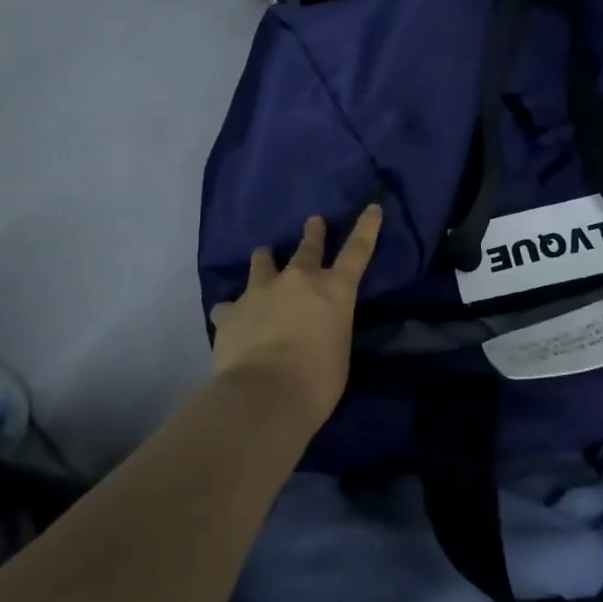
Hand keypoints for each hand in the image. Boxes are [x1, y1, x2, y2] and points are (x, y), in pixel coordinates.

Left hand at [209, 206, 382, 424]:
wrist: (264, 394)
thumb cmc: (318, 380)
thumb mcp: (338, 351)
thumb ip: (329, 331)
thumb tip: (315, 331)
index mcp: (335, 290)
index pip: (358, 251)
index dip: (367, 227)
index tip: (372, 207)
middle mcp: (298, 280)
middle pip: (308, 247)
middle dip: (313, 233)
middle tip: (313, 221)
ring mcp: (261, 291)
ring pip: (262, 263)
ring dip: (265, 261)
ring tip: (263, 257)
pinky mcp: (231, 311)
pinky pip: (230, 305)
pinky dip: (234, 310)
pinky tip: (231, 319)